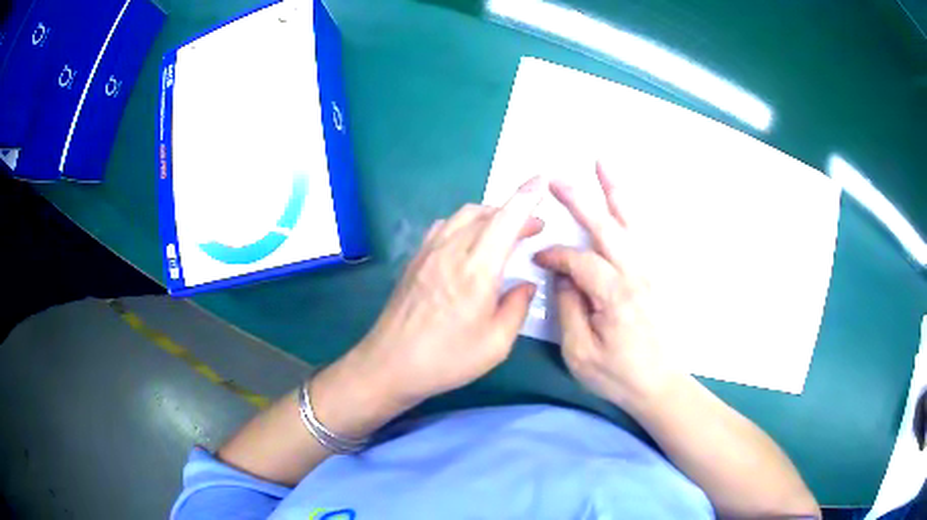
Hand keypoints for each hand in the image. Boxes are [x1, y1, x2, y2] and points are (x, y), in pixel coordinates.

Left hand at [313, 177, 546, 433]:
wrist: (389, 364)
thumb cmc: (447, 359)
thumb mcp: (496, 344)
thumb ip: (517, 308)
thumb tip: (526, 284)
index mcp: (477, 270)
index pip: (506, 219)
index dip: (526, 196)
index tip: (542, 179)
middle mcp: (452, 251)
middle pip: (485, 212)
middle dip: (513, 212)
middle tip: (532, 229)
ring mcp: (428, 252)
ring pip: (462, 216)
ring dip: (488, 215)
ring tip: (503, 233)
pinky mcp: (414, 260)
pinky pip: (444, 227)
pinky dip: (464, 224)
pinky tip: (468, 243)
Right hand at [534, 164, 676, 407]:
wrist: (661, 385)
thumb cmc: (618, 375)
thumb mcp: (580, 352)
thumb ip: (569, 309)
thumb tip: (563, 277)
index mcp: (615, 294)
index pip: (579, 260)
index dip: (555, 256)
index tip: (537, 259)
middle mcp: (636, 274)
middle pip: (606, 227)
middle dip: (580, 200)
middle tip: (557, 179)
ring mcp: (650, 272)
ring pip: (632, 222)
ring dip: (615, 191)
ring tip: (602, 164)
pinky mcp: (656, 276)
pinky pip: (644, 234)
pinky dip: (634, 211)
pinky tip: (626, 200)